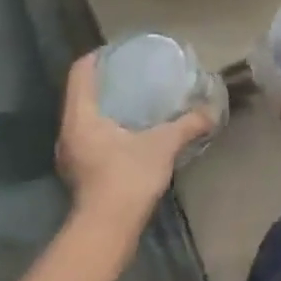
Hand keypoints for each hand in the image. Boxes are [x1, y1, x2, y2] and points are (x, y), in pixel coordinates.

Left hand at [56, 52, 212, 233]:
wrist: (107, 230)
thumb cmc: (127, 178)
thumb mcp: (163, 145)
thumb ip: (187, 125)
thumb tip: (211, 111)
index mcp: (80, 116)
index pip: (81, 72)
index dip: (98, 56)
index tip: (121, 51)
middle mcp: (68, 131)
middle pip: (81, 93)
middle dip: (106, 81)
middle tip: (133, 73)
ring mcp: (71, 154)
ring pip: (84, 117)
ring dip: (105, 106)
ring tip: (134, 99)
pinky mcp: (79, 172)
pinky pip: (90, 136)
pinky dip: (107, 126)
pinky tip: (131, 131)